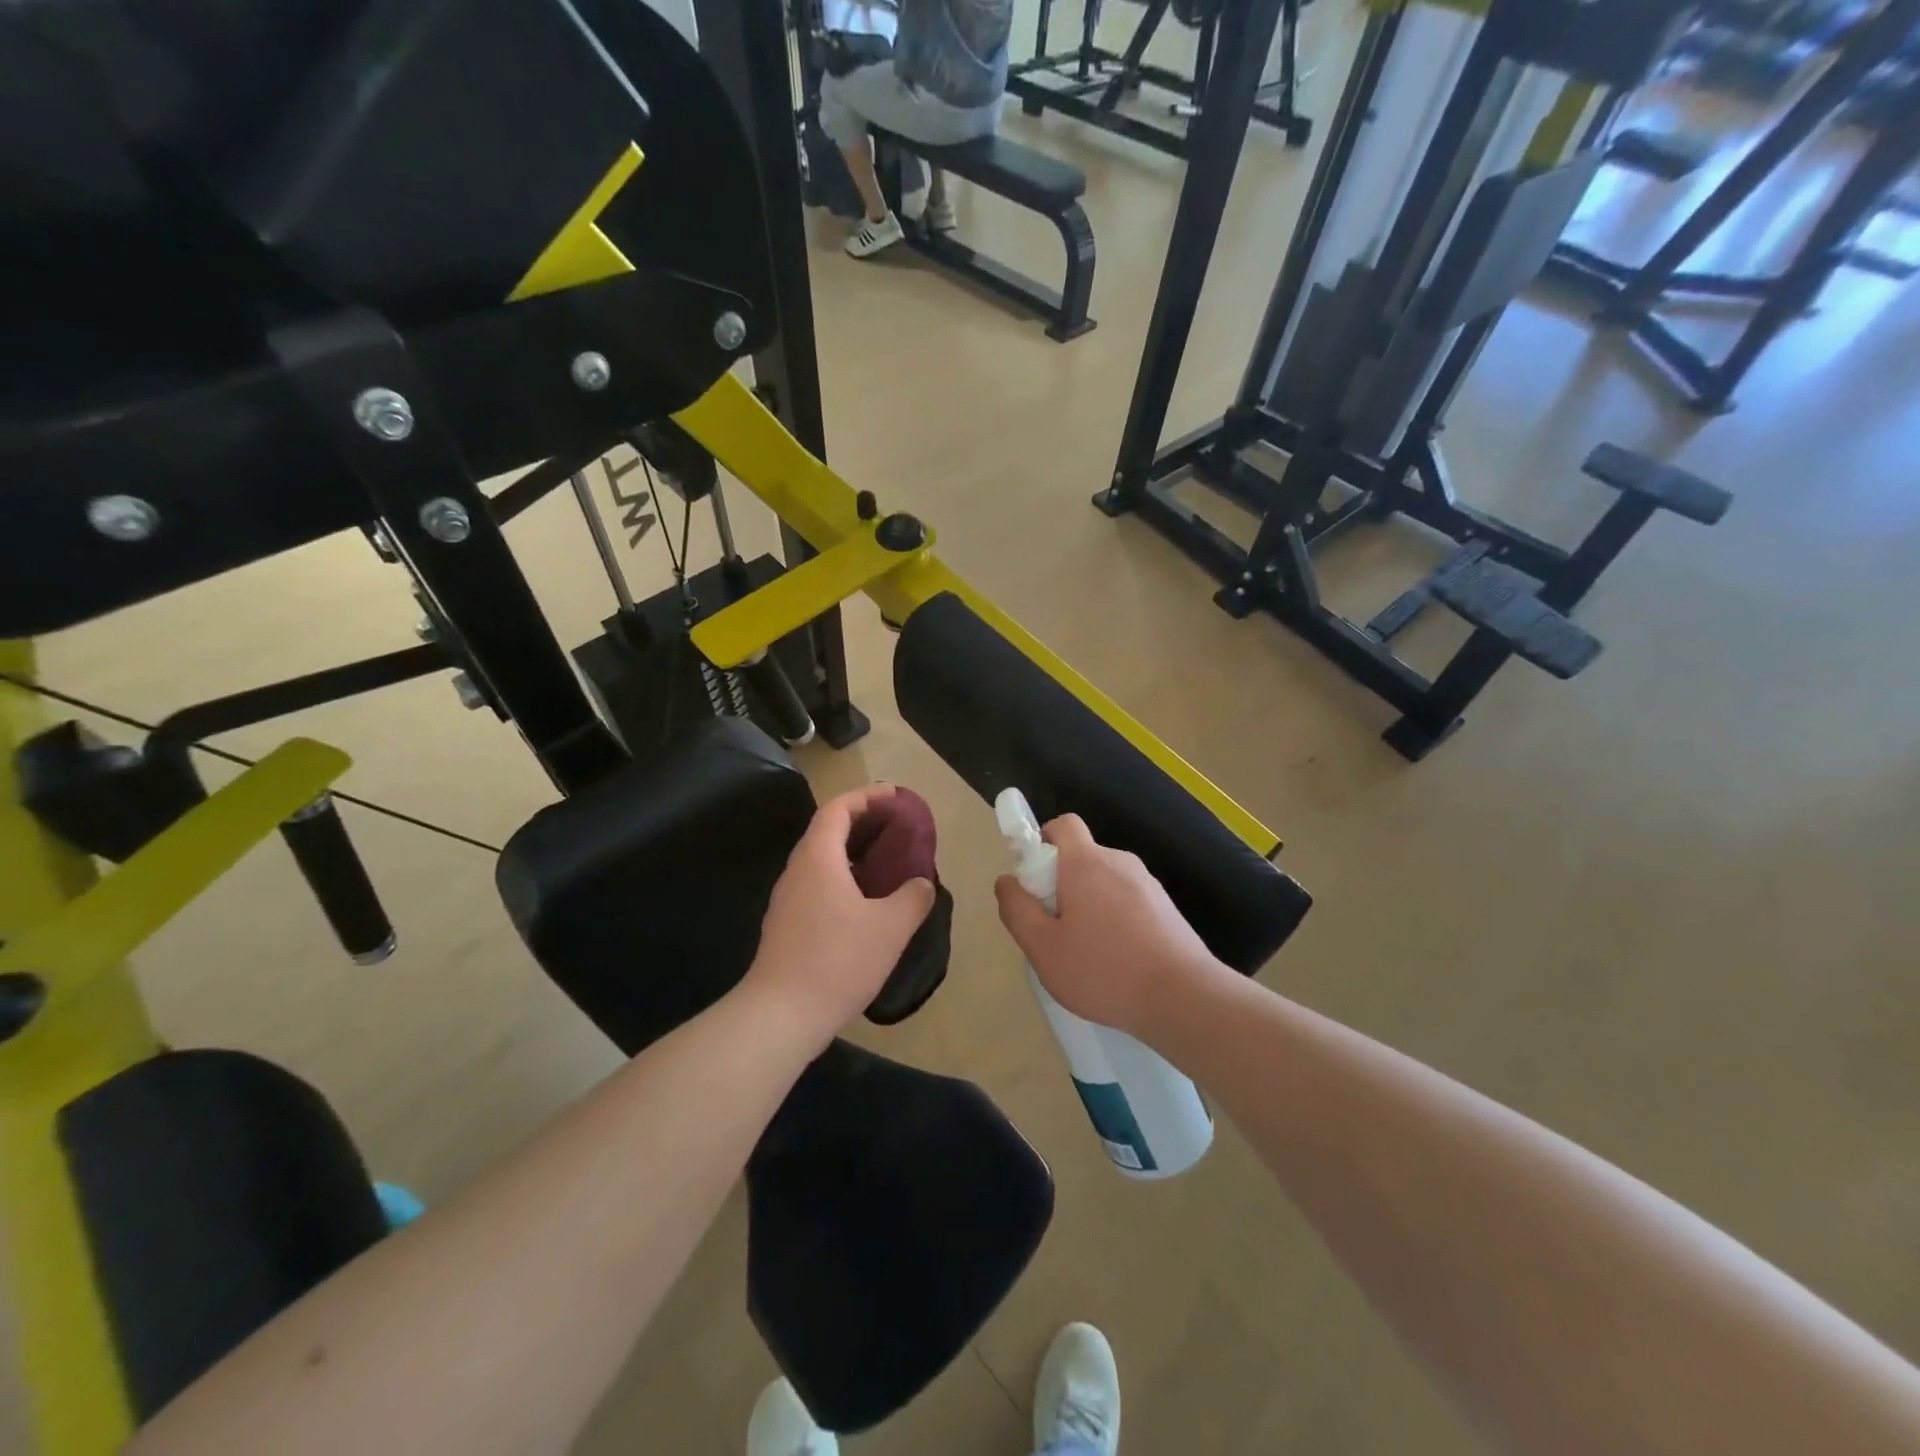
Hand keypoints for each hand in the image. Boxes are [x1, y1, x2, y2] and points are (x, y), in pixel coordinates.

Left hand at [743, 784, 935, 1049]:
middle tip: (896, 827)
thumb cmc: (838, 960)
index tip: (894, 796)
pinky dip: (843, 879)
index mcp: (818, 858)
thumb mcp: (890, 927)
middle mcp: (797, 871)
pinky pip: (817, 886)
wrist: (781, 1015)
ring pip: (821, 861)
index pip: (837, 809)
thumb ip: (912, 898)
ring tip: (886, 862)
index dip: (866, 797)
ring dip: (852, 853)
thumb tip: (921, 884)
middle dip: (861, 822)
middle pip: (827, 831)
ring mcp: (787, 900)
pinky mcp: (787, 926)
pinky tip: (866, 904)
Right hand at [994, 815, 1218, 1036]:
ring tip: (1086, 953)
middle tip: (1054, 929)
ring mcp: (1148, 884)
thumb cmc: (1104, 970)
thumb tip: (1006, 881)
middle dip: (1061, 883)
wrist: (1185, 997)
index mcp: (1086, 863)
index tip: (1034, 880)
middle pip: (1081, 856)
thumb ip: (1017, 910)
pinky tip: (1116, 961)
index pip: (1063, 824)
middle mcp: (1119, 862)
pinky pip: (1127, 901)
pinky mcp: (1166, 908)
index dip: (1042, 841)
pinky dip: (1115, 920)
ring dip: (1089, 905)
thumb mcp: (1043, 948)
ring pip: (1104, 882)